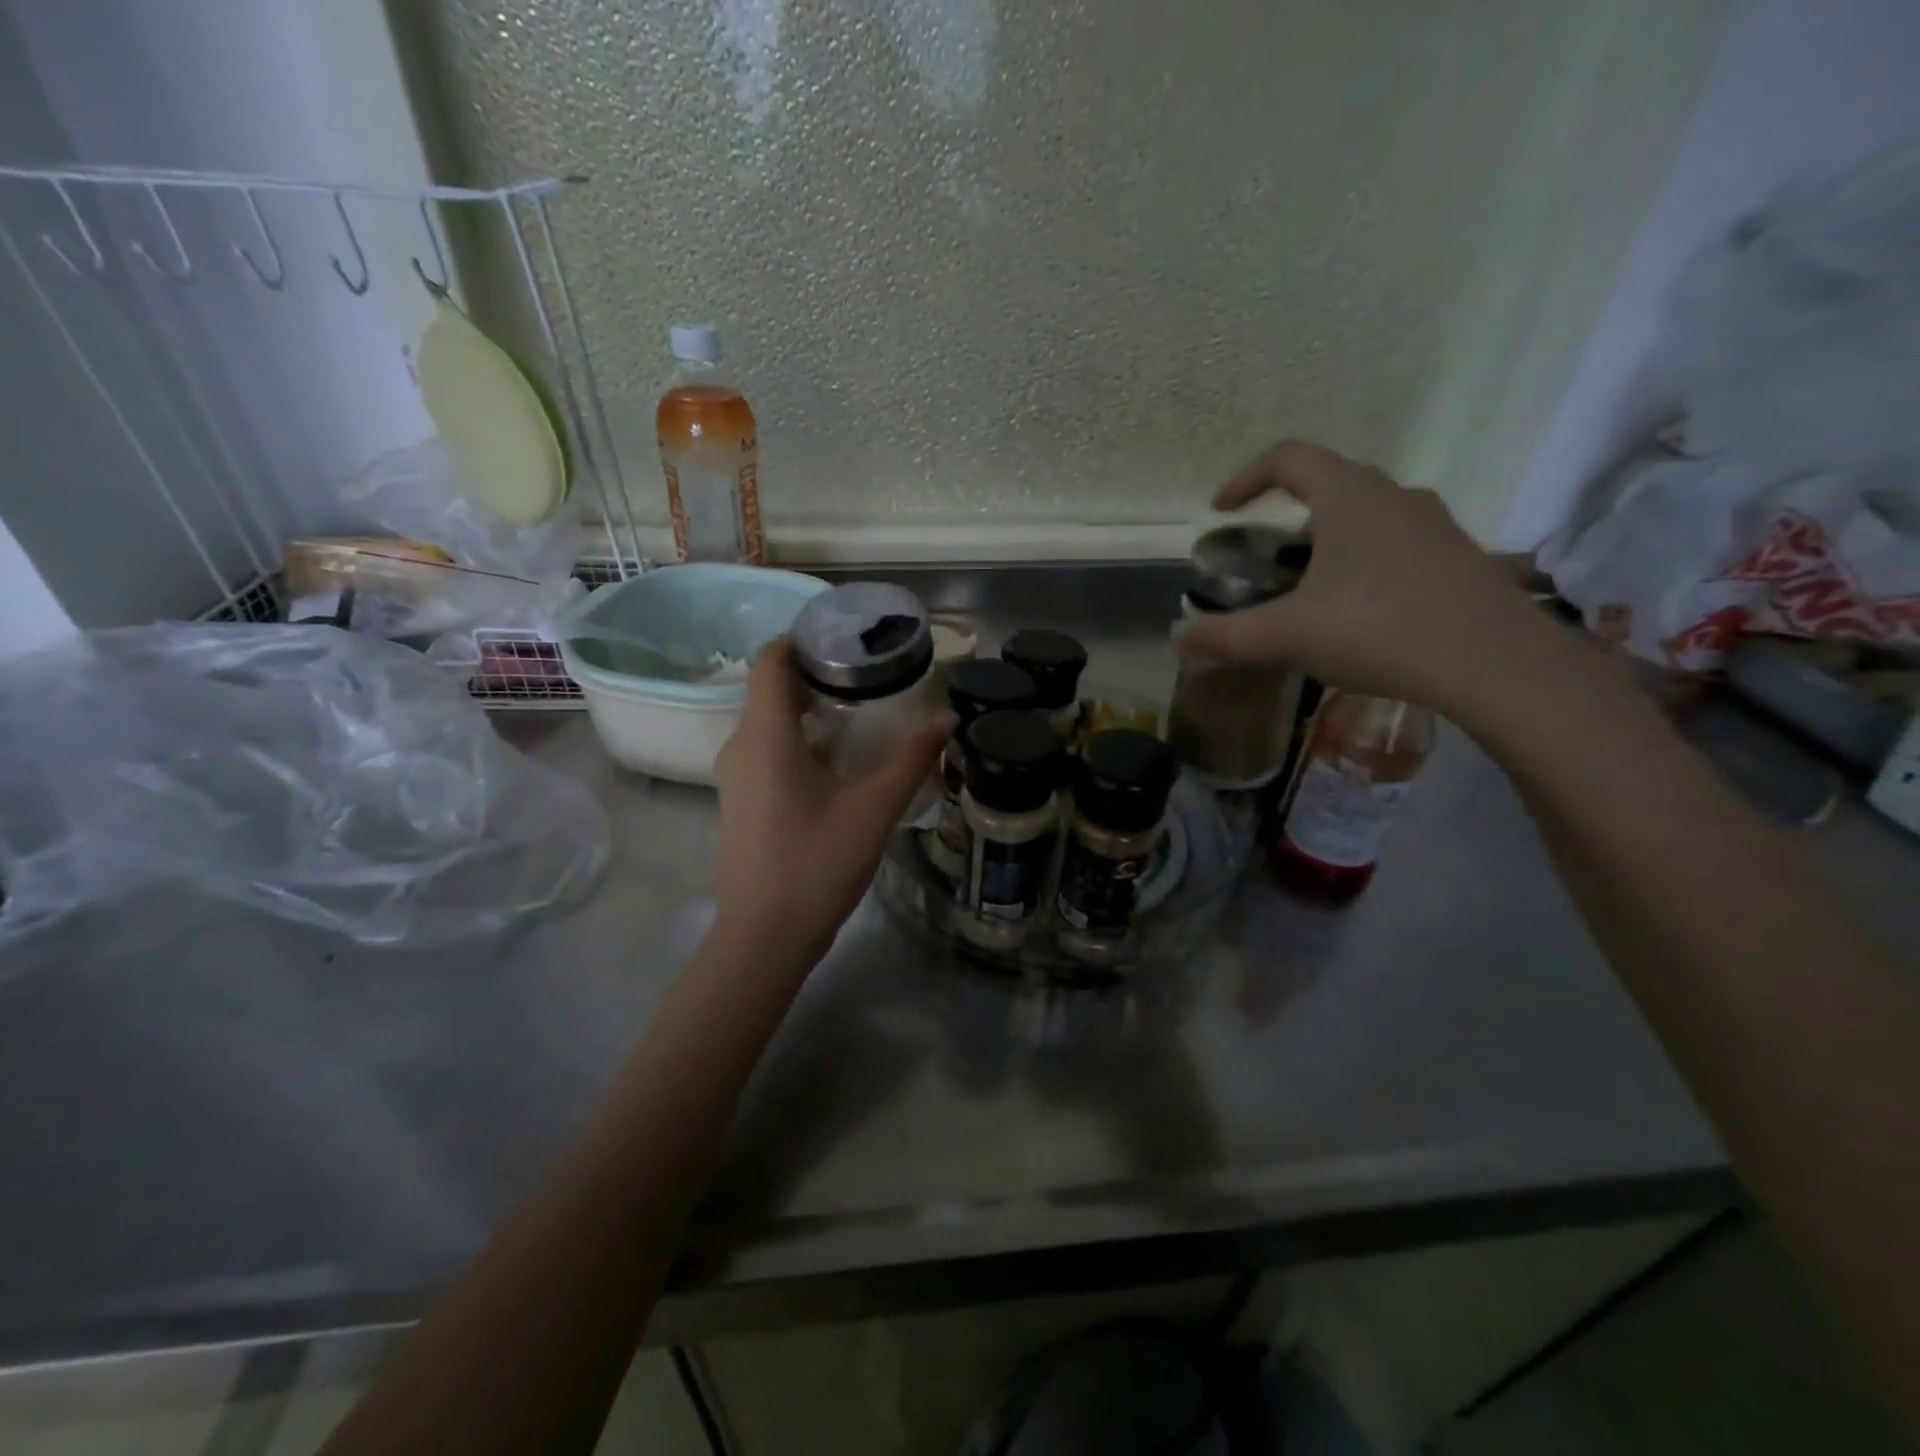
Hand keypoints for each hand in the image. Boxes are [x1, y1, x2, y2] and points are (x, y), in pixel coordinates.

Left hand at [712, 638, 950, 967]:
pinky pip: (767, 750)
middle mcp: (740, 745)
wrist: (763, 938)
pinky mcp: (741, 801)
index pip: (771, 659)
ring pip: (769, 721)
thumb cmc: (817, 865)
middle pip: (772, 688)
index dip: (804, 639)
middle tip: (870, 676)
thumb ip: (913, 759)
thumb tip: (947, 717)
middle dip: (818, 674)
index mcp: (766, 735)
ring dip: (810, 710)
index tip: (848, 639)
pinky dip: (800, 740)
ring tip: (862, 714)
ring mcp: (735, 776)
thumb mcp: (874, 809)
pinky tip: (839, 762)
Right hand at [1175, 441, 1570, 728]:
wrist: (1496, 663)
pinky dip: (1363, 562)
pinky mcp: (1458, 557)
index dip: (1246, 478)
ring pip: (1366, 514)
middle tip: (1266, 560)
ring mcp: (1434, 525)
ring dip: (1328, 539)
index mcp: (1349, 497)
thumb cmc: (1380, 630)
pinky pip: (1396, 543)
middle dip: (1287, 515)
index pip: (1288, 458)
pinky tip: (1358, 612)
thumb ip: (1227, 636)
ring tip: (1309, 590)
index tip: (1221, 510)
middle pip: (1329, 484)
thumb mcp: (1289, 635)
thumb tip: (1177, 639)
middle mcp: (1394, 496)